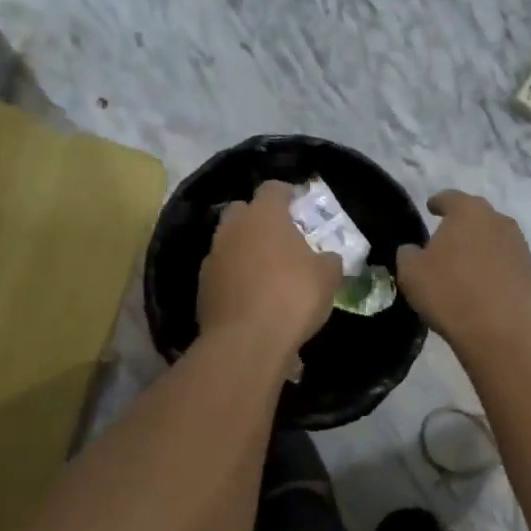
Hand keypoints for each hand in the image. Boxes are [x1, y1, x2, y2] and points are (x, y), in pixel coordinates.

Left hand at [198, 180, 341, 354]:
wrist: (246, 342)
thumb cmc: (292, 297)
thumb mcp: (327, 277)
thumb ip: (328, 260)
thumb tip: (328, 259)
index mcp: (264, 216)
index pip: (273, 188)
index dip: (287, 195)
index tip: (299, 206)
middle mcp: (232, 229)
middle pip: (242, 211)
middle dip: (258, 219)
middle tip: (280, 238)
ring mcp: (212, 258)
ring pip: (228, 243)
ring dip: (244, 251)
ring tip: (266, 273)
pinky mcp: (202, 288)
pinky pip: (222, 274)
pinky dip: (234, 279)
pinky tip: (251, 299)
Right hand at [395, 190, 530, 355]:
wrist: (501, 331)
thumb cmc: (449, 292)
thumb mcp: (411, 273)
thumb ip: (408, 254)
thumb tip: (413, 250)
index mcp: (468, 212)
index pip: (450, 198)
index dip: (438, 202)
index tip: (431, 208)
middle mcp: (499, 222)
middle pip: (477, 217)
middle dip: (462, 226)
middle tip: (447, 241)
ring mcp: (521, 248)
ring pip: (495, 241)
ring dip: (481, 250)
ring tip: (466, 269)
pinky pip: (508, 267)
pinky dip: (496, 273)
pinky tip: (485, 292)